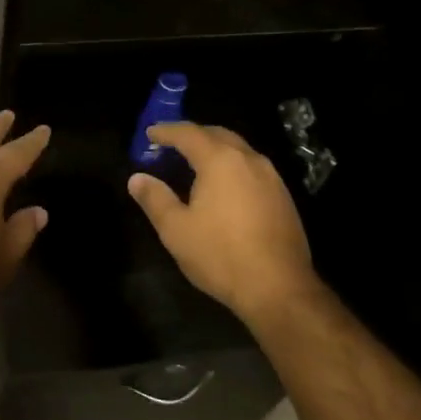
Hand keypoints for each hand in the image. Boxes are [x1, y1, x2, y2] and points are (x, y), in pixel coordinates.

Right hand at [128, 122, 316, 322]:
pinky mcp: (283, 196)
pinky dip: (232, 166)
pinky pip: (252, 168)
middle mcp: (249, 160)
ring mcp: (272, 177)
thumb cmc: (220, 255)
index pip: (189, 133)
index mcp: (220, 161)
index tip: (150, 133)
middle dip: (193, 135)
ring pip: (239, 150)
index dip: (166, 131)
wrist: (279, 288)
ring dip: (215, 149)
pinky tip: (224, 187)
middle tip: (171, 144)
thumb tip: (137, 178)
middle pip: (218, 134)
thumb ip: (155, 199)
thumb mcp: (176, 230)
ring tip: (195, 163)